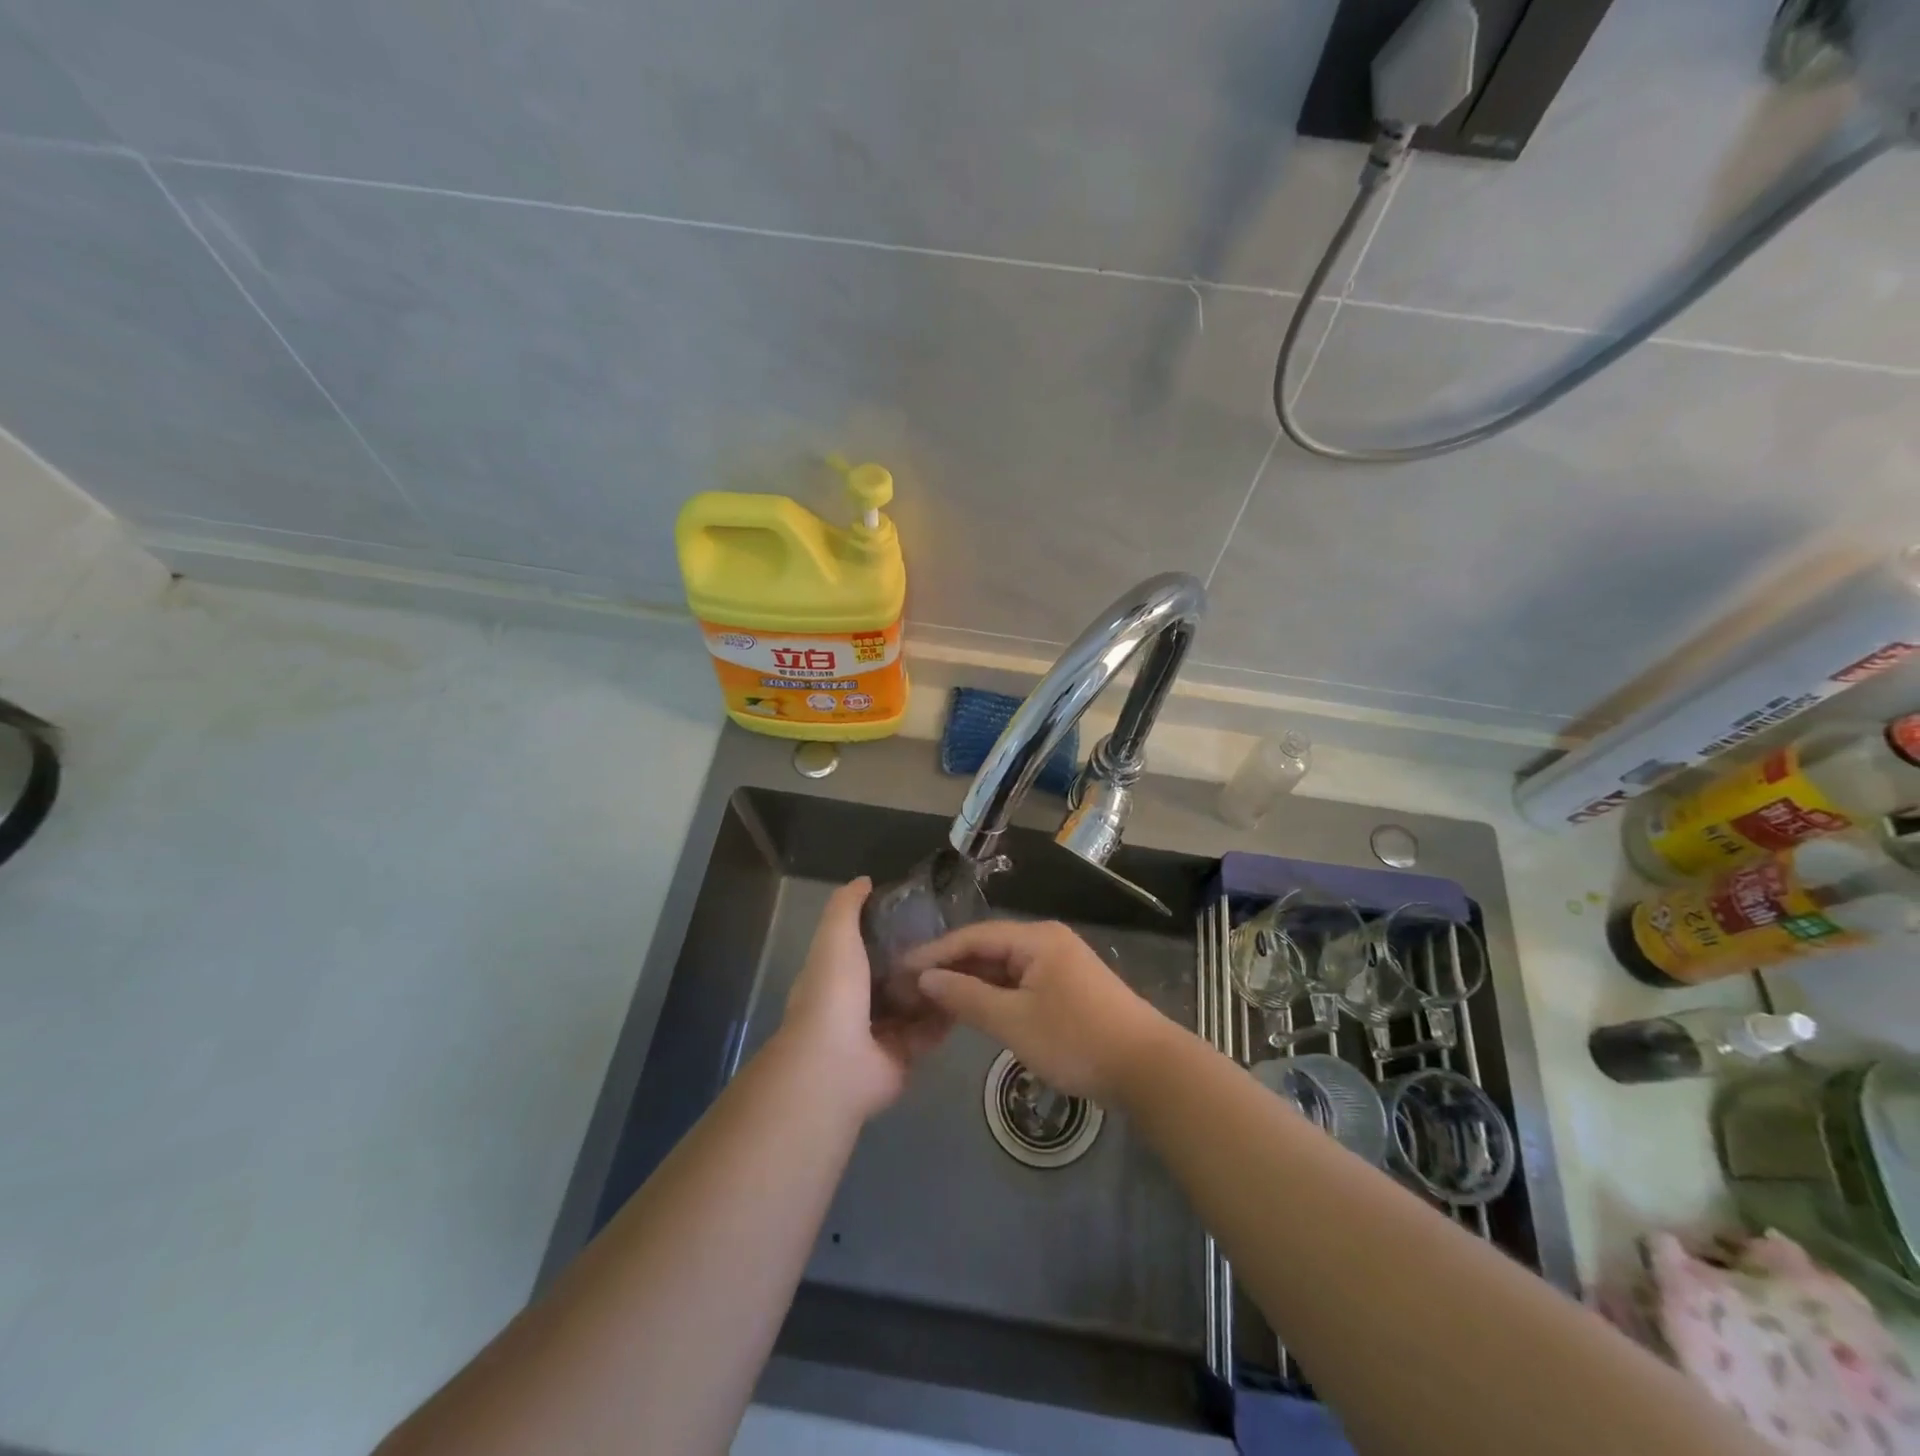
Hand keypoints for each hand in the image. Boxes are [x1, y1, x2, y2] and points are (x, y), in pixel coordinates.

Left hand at [780, 878, 948, 1120]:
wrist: (838, 1063)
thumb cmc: (834, 992)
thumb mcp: (836, 935)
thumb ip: (847, 906)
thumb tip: (865, 881)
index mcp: (838, 975)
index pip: (865, 947)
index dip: (889, 929)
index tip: (921, 911)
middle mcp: (857, 1004)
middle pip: (895, 975)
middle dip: (920, 959)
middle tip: (956, 937)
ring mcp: (881, 1033)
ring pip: (915, 1003)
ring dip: (937, 986)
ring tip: (971, 962)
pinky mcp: (905, 1056)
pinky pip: (930, 1031)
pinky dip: (947, 1015)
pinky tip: (971, 993)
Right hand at [904, 920, 1172, 1103]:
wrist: (1147, 1069)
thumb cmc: (1076, 1039)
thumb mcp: (1014, 1021)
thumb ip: (967, 997)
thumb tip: (925, 978)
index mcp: (1036, 938)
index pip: (973, 936)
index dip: (935, 952)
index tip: (899, 968)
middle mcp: (1047, 941)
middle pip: (988, 948)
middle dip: (951, 966)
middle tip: (910, 986)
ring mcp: (1060, 964)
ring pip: (1004, 967)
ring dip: (972, 982)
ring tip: (933, 998)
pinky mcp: (1067, 988)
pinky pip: (1020, 982)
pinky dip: (995, 994)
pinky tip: (973, 1009)